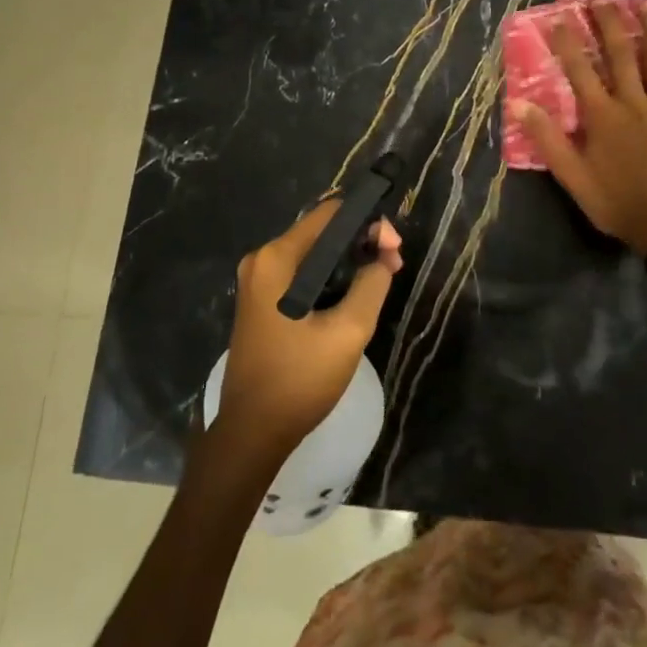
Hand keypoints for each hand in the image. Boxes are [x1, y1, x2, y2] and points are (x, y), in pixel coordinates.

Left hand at [212, 201, 401, 467]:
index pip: (330, 213)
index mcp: (277, 258)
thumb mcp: (349, 331)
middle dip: (362, 241)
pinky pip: (303, 272)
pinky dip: (331, 275)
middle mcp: (263, 259)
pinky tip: (355, 292)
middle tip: (394, 265)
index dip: (368, 222)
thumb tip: (383, 257)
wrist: (252, 432)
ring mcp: (259, 280)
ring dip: (349, 260)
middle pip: (322, 230)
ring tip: (382, 278)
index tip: (394, 249)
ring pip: (315, 252)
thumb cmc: (299, 380)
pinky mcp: (262, 299)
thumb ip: (372, 284)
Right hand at [511, 0, 646, 251]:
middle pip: (622, 56)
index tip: (559, 18)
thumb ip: (547, 137)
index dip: (568, 43)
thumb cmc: (612, 201)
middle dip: (610, 25)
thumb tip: (518, 104)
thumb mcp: (571, 175)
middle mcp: (634, 104)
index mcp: (603, 115)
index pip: (580, 70)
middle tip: (602, 0)